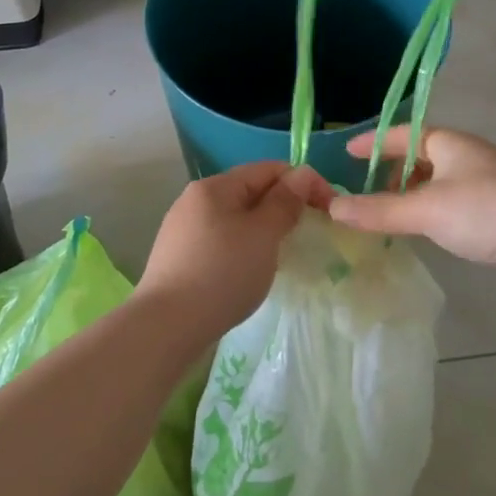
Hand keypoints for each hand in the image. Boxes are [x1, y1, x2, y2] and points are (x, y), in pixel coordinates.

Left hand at [140, 161, 332, 337]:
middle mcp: (195, 200)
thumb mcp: (263, 235)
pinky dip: (244, 248)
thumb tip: (300, 176)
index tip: (329, 209)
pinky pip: (221, 241)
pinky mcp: (179, 258)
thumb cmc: (222, 273)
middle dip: (283, 206)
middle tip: (309, 233)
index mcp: (215, 186)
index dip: (303, 182)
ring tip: (283, 254)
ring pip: (236, 218)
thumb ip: (284, 202)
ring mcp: (183, 229)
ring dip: (264, 229)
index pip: (268, 169)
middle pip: (250, 191)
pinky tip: (250, 271)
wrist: (166, 326)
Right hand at [327, 128, 495, 294]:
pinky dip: (437, 213)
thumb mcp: (426, 209)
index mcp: (451, 143)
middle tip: (369, 193)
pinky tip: (432, 233)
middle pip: (424, 156)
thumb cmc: (487, 211)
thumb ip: (379, 210)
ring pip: (442, 182)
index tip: (347, 152)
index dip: (375, 141)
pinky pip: (458, 204)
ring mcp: (491, 183)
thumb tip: (332, 207)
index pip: (404, 134)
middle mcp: (471, 156)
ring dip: (416, 195)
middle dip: (395, 171)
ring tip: (395, 216)